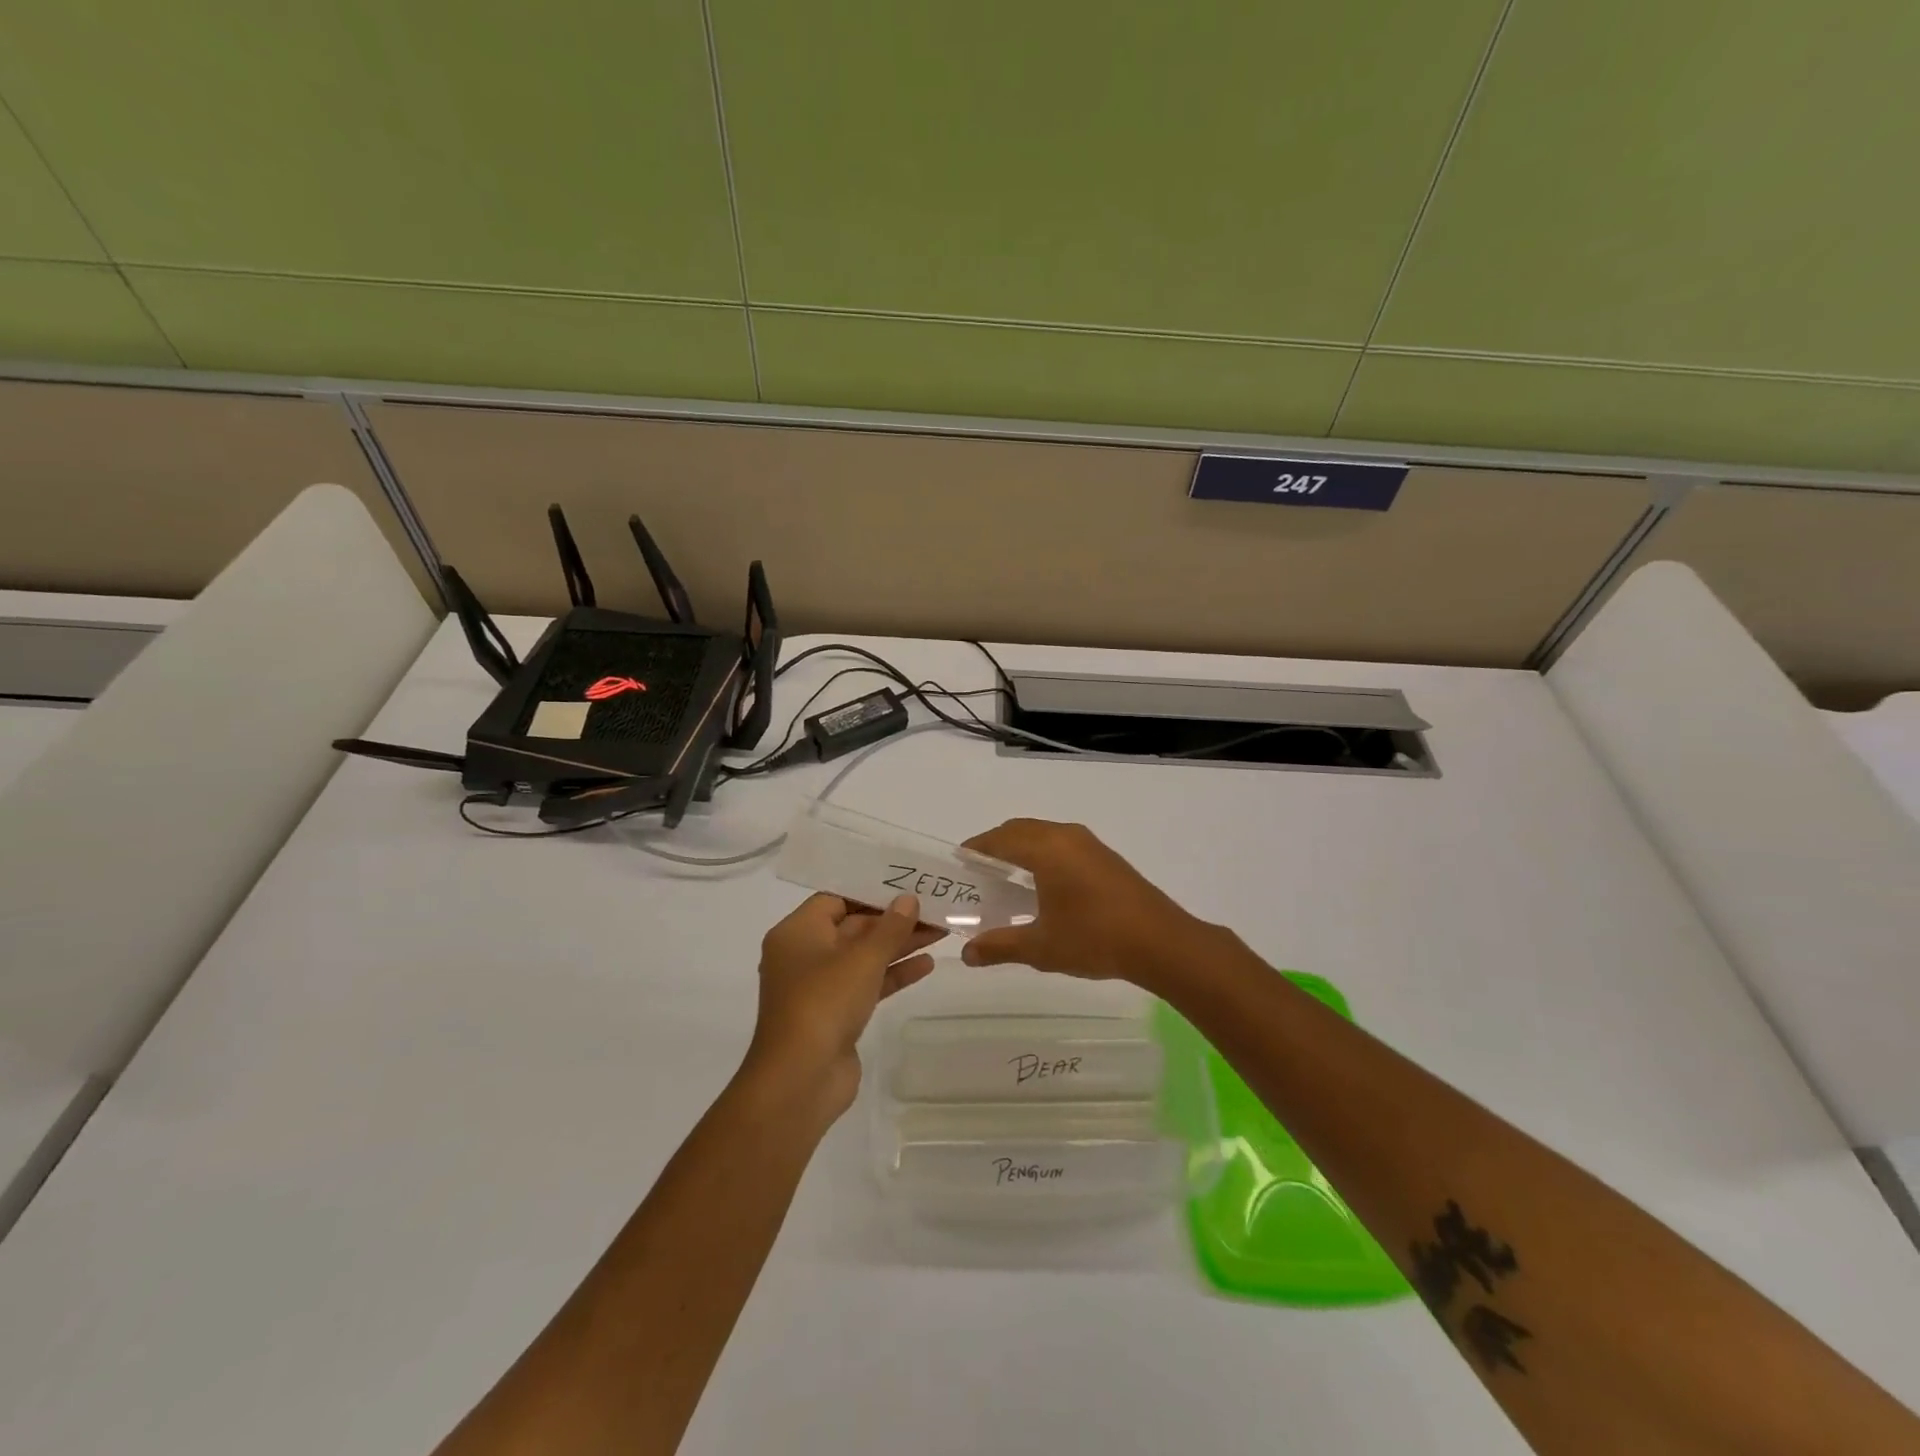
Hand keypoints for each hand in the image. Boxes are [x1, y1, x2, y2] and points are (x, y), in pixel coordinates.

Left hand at [746, 893, 943, 1119]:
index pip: (836, 899)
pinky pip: (867, 984)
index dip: (871, 891)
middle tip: (935, 910)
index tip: (907, 886)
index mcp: (797, 932)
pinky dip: (893, 974)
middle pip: (854, 927)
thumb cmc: (824, 1002)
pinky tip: (927, 964)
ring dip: (899, 945)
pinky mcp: (836, 1014)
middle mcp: (804, 955)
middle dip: (893, 920)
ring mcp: (820, 987)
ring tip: (941, 933)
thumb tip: (908, 899)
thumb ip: (890, 927)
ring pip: (864, 957)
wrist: (800, 1079)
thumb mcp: (862, 958)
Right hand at [959, 819, 1206, 988]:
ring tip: (1006, 880)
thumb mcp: (1041, 947)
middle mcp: (1066, 836)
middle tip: (978, 874)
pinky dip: (1043, 854)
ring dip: (1021, 849)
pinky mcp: (1106, 857)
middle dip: (996, 846)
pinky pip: (1063, 844)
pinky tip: (1043, 886)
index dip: (976, 849)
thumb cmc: (1094, 939)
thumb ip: (999, 946)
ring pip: (1044, 835)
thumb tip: (966, 954)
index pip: (999, 839)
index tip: (958, 865)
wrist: (1160, 942)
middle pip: (1020, 830)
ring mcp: (1089, 844)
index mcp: (1046, 849)